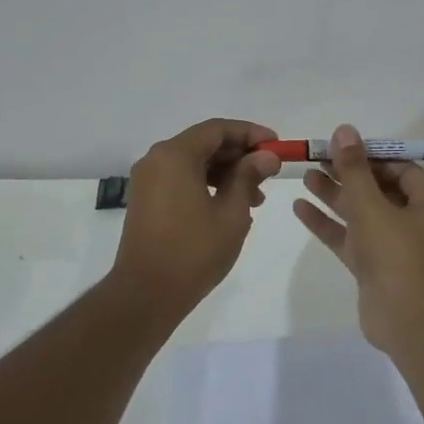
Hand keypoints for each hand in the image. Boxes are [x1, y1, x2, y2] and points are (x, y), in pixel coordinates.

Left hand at [112, 118, 279, 306]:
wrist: (146, 294)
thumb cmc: (194, 251)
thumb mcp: (232, 213)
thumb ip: (249, 177)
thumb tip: (266, 156)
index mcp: (175, 155)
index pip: (217, 129)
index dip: (250, 133)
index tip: (277, 146)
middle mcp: (156, 160)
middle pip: (204, 143)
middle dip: (239, 155)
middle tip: (269, 173)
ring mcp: (148, 181)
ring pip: (193, 162)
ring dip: (226, 172)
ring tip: (255, 197)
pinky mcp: (146, 200)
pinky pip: (181, 179)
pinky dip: (207, 184)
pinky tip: (230, 206)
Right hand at [292, 123, 423, 355]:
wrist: (406, 322)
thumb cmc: (397, 255)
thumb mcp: (372, 206)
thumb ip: (354, 169)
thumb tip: (344, 130)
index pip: (400, 169)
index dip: (370, 155)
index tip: (340, 145)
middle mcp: (417, 221)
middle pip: (379, 189)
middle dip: (348, 174)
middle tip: (317, 157)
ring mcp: (395, 246)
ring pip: (362, 213)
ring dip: (335, 195)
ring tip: (305, 175)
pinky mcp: (376, 266)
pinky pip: (352, 237)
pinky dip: (329, 223)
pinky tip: (300, 207)